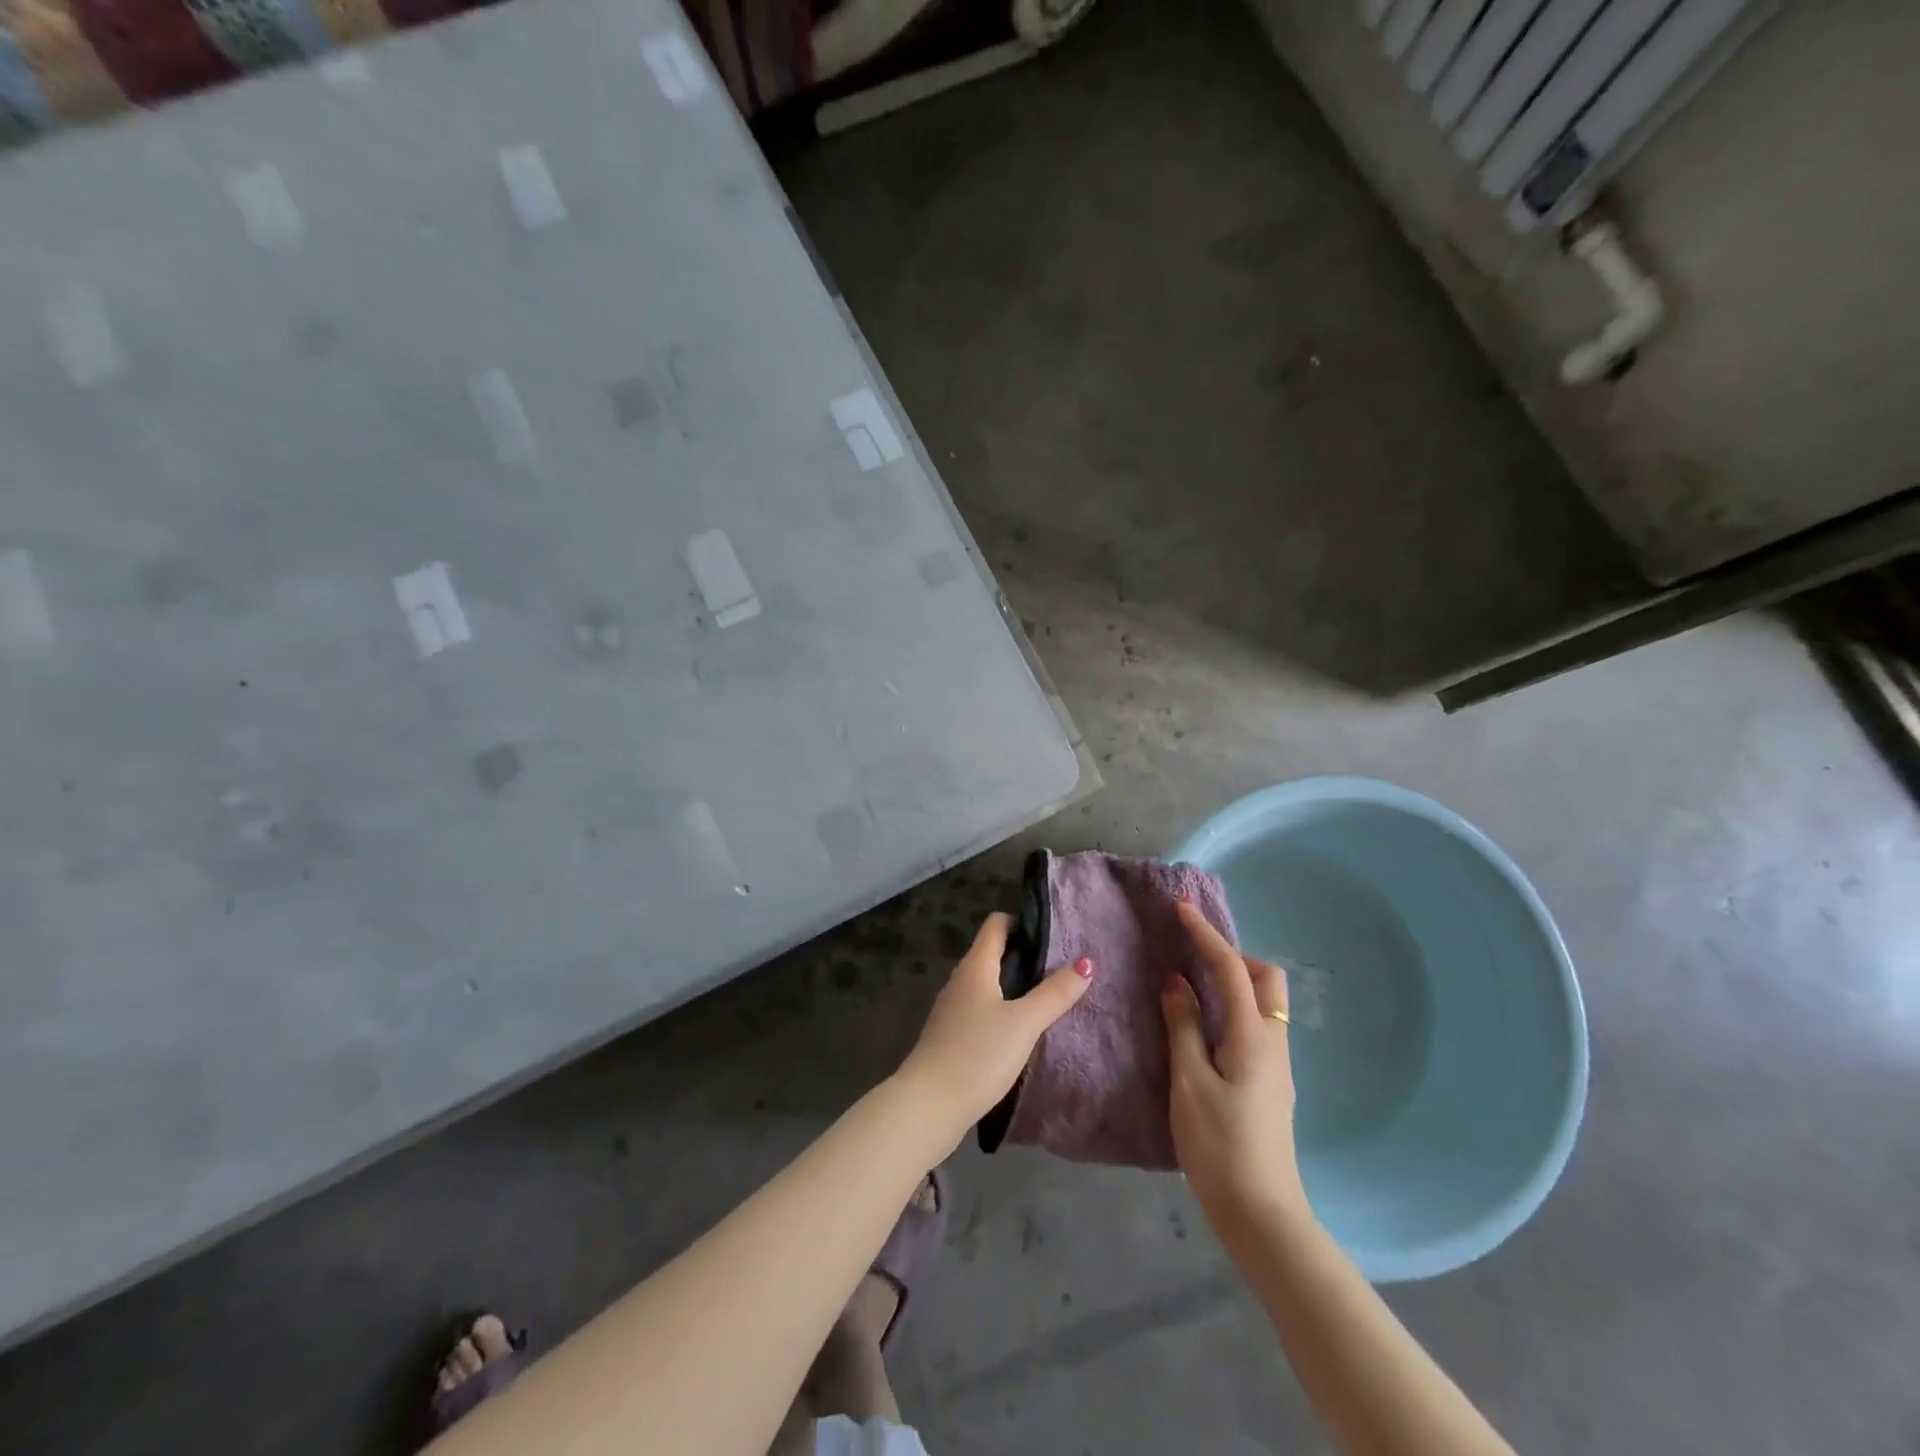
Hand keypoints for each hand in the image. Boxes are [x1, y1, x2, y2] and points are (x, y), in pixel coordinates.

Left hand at [898, 912, 1093, 1145]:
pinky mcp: (950, 1036)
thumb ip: (1054, 993)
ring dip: (1012, 984)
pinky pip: (980, 1009)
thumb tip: (1086, 963)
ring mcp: (952, 1009)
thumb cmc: (978, 1055)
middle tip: (1059, 966)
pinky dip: (1000, 1008)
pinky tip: (1019, 1030)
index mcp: (975, 966)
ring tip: (1045, 996)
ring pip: (986, 983)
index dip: (1021, 920)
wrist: (929, 1105)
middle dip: (1023, 954)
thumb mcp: (1024, 1023)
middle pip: (991, 952)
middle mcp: (960, 980)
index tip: (1052, 932)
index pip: (995, 925)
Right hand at [1163, 898, 1311, 1241]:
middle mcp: (1273, 1041)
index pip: (1230, 969)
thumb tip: (1177, 982)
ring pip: (1264, 1001)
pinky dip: (1233, 1006)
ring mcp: (1277, 1063)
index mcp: (1253, 1036)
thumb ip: (1184, 1026)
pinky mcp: (1271, 1081)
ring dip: (1234, 980)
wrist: (1261, 1213)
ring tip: (1194, 985)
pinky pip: (1257, 1023)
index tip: (1181, 909)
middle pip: (1266, 978)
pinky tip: (1206, 1024)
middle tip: (1194, 957)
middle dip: (1233, 955)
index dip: (1205, 934)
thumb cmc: (1219, 1145)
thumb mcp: (1189, 1082)